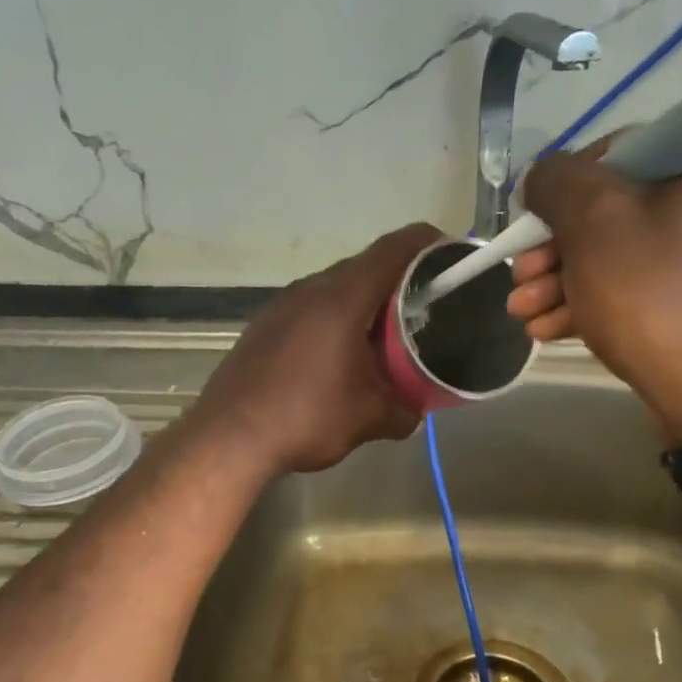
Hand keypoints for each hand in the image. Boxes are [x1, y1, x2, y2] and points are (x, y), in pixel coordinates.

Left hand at [191, 222, 442, 476]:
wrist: (230, 438)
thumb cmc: (307, 417)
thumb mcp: (370, 419)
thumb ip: (405, 409)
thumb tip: (416, 409)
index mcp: (343, 298)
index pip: (394, 249)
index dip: (427, 244)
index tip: (451, 255)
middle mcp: (311, 289)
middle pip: (365, 266)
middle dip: (400, 279)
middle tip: (425, 306)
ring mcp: (282, 305)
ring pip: (335, 288)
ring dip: (364, 302)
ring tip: (384, 332)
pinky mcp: (264, 325)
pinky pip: (311, 308)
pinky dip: (335, 318)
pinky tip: (339, 353)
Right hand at [506, 141, 681, 440]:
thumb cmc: (654, 293)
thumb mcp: (593, 221)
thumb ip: (557, 182)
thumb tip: (542, 178)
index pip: (623, 150)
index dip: (570, 183)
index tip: (537, 218)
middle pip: (613, 210)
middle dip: (553, 248)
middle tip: (519, 275)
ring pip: (614, 255)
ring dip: (558, 281)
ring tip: (520, 312)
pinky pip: (631, 288)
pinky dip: (587, 303)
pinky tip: (544, 329)